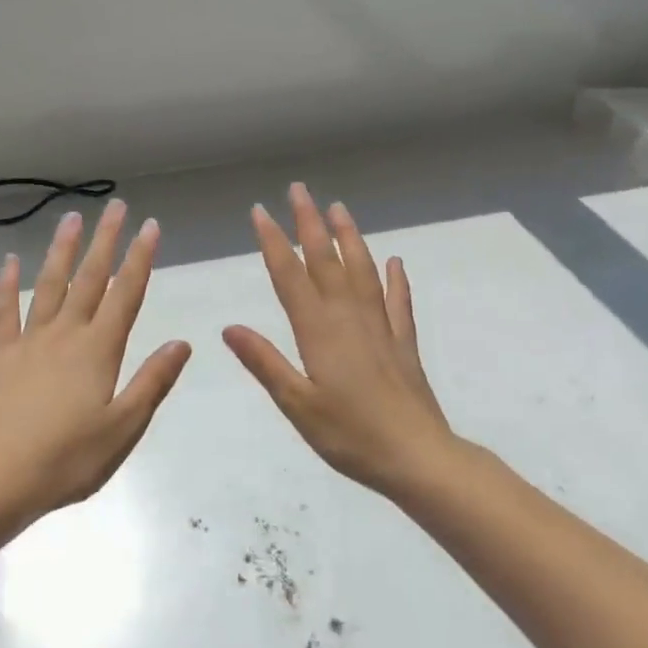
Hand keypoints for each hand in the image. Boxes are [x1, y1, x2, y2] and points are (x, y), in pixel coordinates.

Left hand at [0, 201, 191, 523]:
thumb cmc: (68, 458)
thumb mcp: (123, 427)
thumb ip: (152, 382)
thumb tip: (182, 343)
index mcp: (99, 350)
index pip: (126, 294)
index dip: (140, 258)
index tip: (150, 226)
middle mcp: (66, 334)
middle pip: (90, 278)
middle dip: (106, 240)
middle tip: (116, 206)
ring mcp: (29, 340)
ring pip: (49, 284)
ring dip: (62, 250)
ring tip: (71, 217)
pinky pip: (4, 310)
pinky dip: (8, 284)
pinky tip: (10, 261)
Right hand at [223, 184, 454, 496]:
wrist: (418, 457)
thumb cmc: (350, 435)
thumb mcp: (297, 404)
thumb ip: (264, 362)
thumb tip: (228, 327)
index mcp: (318, 330)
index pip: (289, 275)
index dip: (273, 241)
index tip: (261, 211)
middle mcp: (348, 317)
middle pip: (326, 260)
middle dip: (309, 223)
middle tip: (299, 189)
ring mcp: (380, 327)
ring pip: (362, 270)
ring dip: (349, 237)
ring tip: (339, 208)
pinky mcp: (403, 342)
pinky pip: (398, 301)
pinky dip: (395, 279)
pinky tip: (395, 261)